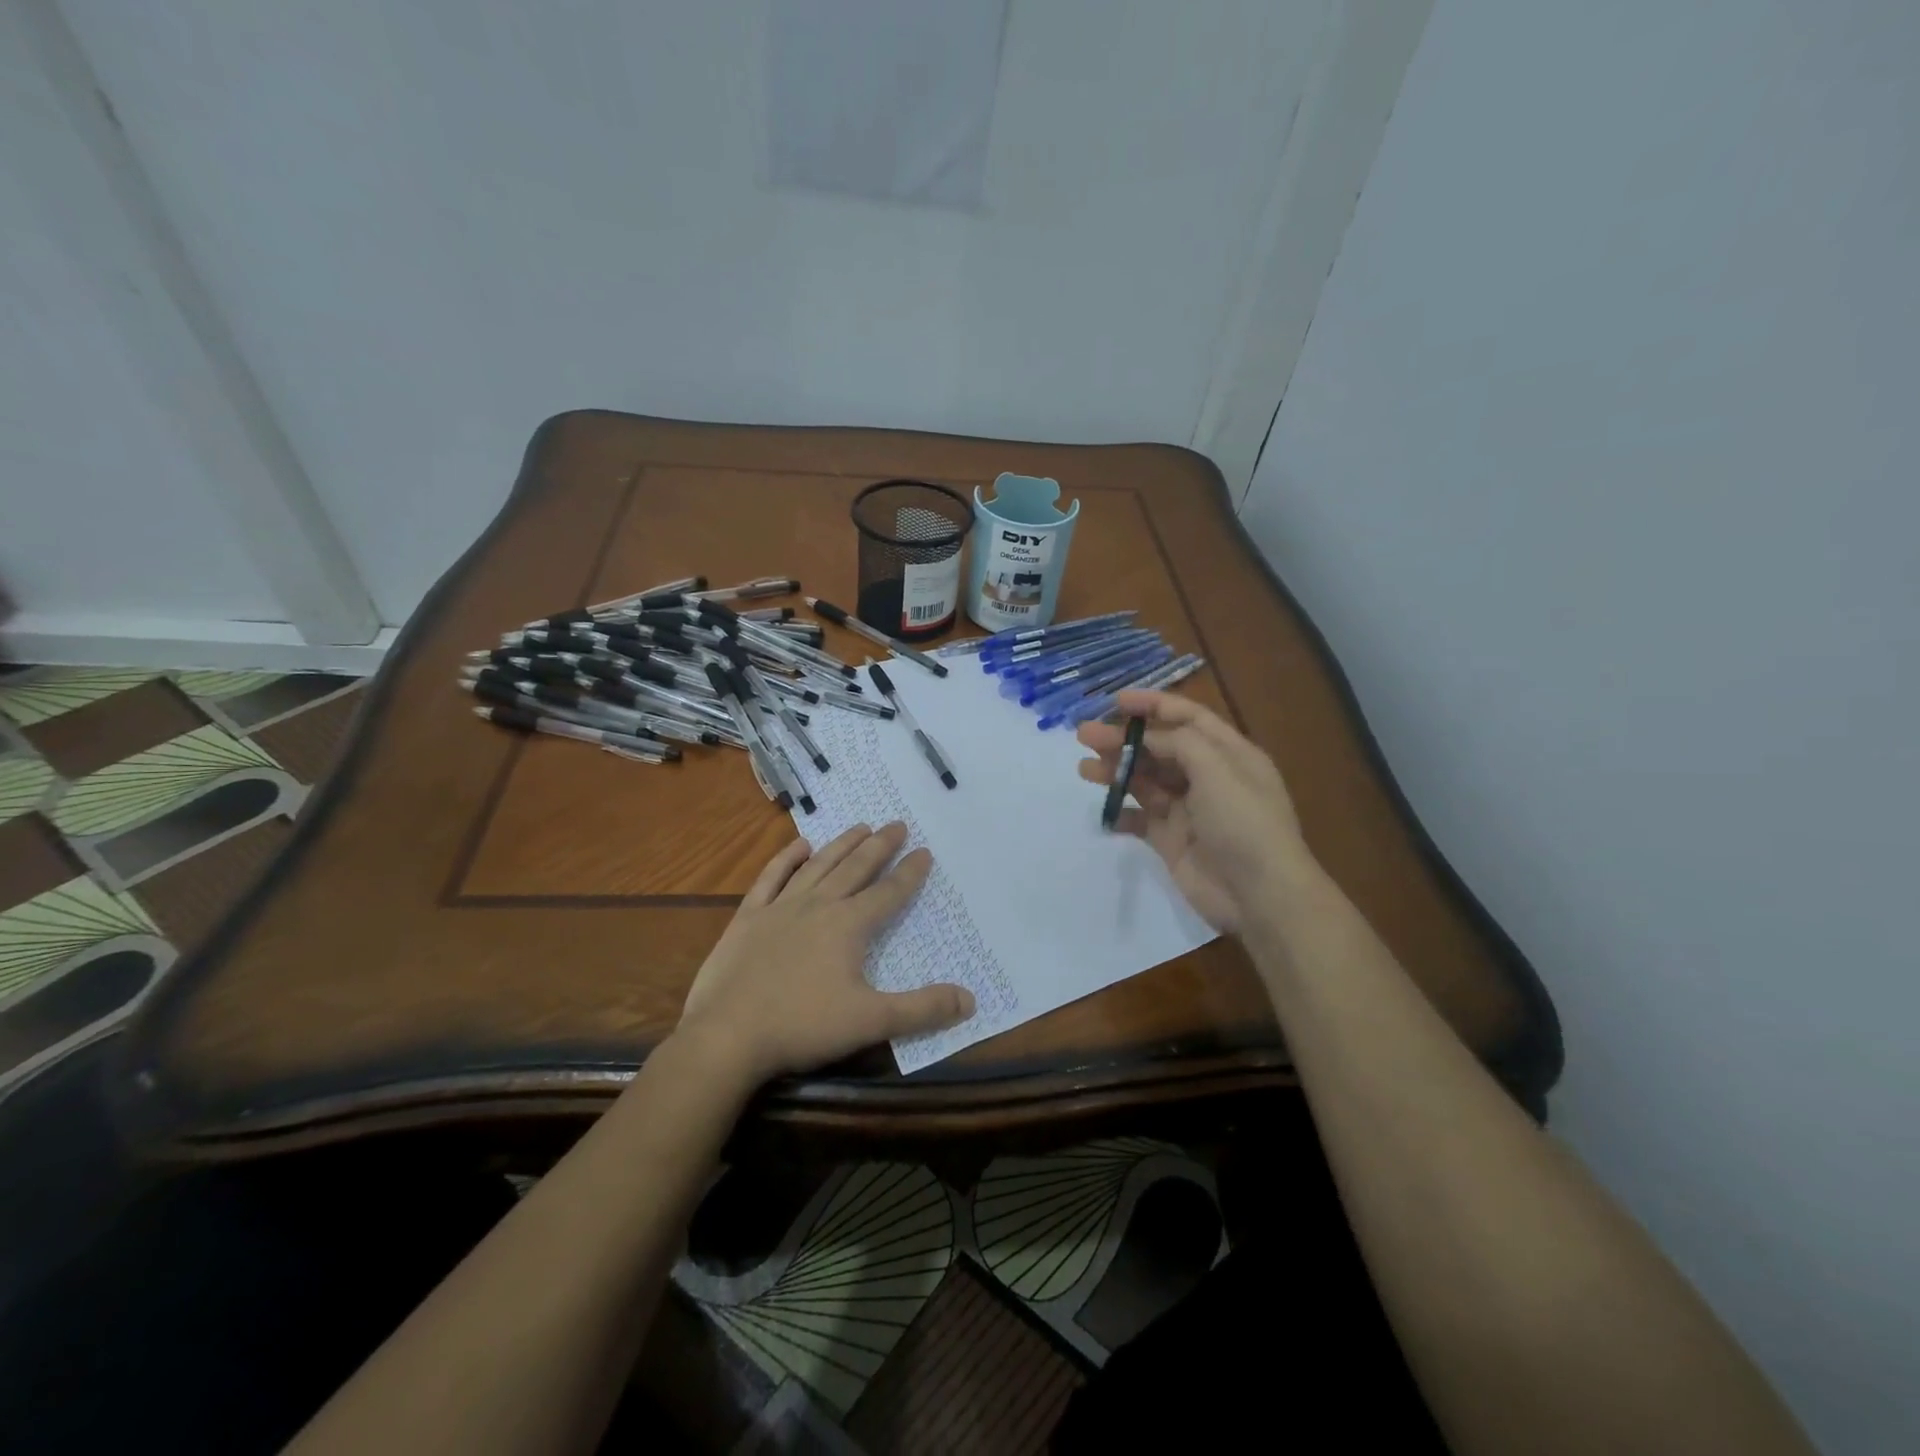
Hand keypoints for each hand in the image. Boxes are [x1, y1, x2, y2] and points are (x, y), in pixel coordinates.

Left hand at [676, 822, 974, 1085]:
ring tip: (860, 826)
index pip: (889, 893)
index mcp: (849, 926)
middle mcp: (818, 906)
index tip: (924, 851)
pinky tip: (800, 846)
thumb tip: (970, 999)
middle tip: (897, 824)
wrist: (727, 1036)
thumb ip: (922, 1009)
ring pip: (818, 866)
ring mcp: (780, 908)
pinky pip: (771, 878)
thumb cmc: (803, 1026)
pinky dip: (787, 859)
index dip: (910, 873)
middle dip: (880, 846)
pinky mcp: (748, 918)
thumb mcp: (871, 1022)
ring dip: (841, 845)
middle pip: (856, 868)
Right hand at [1077, 691, 1309, 932]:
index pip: (1188, 718)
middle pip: (1159, 748)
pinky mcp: (1172, 840)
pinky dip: (1121, 813)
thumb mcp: (1218, 769)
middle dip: (1123, 739)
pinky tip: (1103, 811)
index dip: (1153, 705)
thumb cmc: (1244, 823)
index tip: (1115, 701)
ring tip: (1084, 769)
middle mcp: (1208, 777)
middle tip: (1084, 735)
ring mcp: (1189, 810)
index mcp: (1229, 753)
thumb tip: (1149, 737)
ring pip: (1145, 781)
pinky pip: (1140, 819)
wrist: (1259, 895)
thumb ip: (1180, 743)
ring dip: (1116, 771)